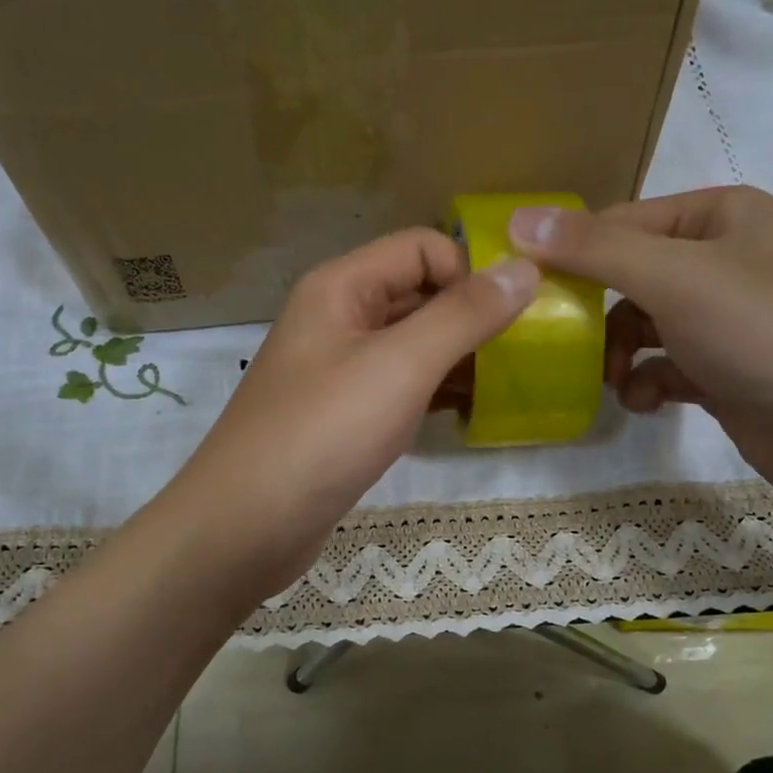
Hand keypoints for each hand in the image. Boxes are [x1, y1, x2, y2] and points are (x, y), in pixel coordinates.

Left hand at [164, 228, 538, 598]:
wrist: (248, 524)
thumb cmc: (324, 432)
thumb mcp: (401, 365)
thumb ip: (464, 315)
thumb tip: (525, 269)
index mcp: (341, 287)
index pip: (421, 248)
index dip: (469, 271)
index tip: (513, 315)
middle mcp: (336, 319)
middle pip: (416, 293)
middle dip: (469, 315)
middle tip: (523, 351)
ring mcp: (336, 370)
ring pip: (409, 345)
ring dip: (456, 357)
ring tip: (507, 384)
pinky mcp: (341, 416)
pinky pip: (397, 387)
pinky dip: (432, 393)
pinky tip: (467, 414)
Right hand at [507, 187, 772, 509]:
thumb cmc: (762, 333)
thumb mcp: (673, 278)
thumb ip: (594, 249)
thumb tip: (517, 220)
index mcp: (722, 216)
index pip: (623, 222)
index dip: (574, 255)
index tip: (531, 294)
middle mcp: (726, 259)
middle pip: (631, 277)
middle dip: (599, 317)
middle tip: (570, 347)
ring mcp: (728, 319)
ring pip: (645, 326)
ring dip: (621, 356)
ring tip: (615, 383)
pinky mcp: (726, 371)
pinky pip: (667, 366)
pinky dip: (649, 384)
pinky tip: (646, 403)